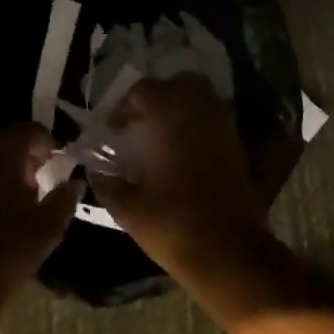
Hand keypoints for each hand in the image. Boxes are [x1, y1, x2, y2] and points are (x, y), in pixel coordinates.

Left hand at [0, 125, 77, 333]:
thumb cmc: (1, 257)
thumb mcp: (47, 229)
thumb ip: (65, 197)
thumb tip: (73, 181)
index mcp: (1, 148)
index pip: (34, 131)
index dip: (51, 149)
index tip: (59, 171)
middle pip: (5, 139)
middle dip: (25, 158)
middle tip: (40, 186)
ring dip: (0, 170)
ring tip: (15, 201)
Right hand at [89, 75, 269, 274]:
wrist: (229, 249)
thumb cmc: (174, 225)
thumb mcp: (128, 208)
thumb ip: (107, 182)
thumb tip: (96, 169)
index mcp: (171, 116)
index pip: (144, 91)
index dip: (124, 108)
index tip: (112, 132)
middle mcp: (201, 110)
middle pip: (178, 83)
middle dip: (157, 97)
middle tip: (139, 125)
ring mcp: (224, 124)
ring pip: (202, 95)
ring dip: (180, 106)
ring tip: (160, 135)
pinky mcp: (237, 142)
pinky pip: (215, 116)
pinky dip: (198, 122)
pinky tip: (182, 150)